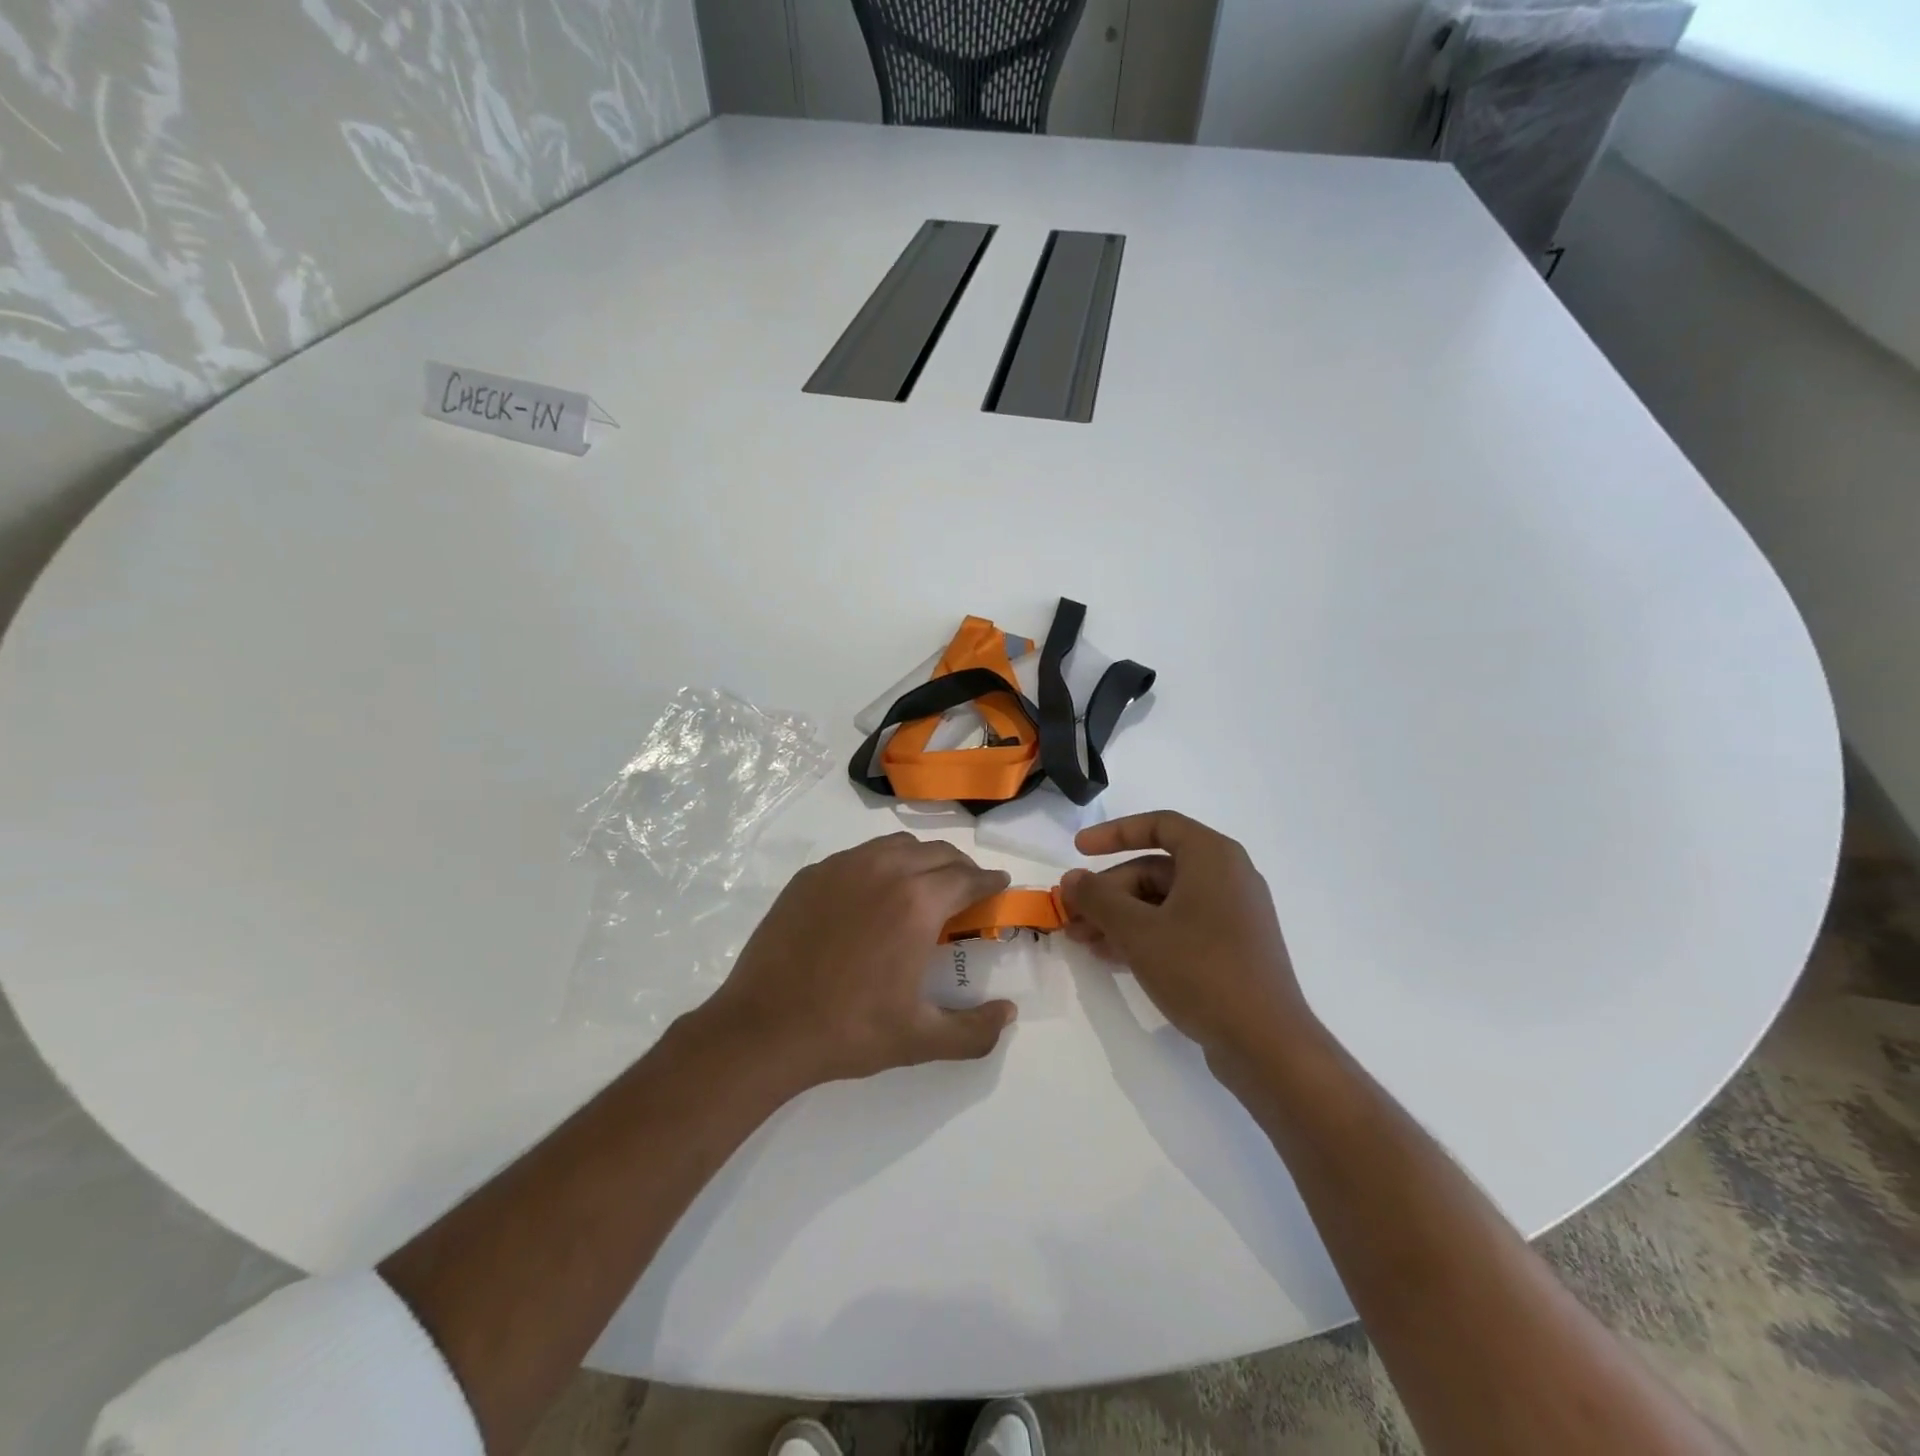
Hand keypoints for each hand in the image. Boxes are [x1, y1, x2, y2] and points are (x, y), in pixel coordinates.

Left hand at [690, 832, 1017, 1089]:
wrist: (764, 1027)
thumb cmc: (849, 1030)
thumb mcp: (920, 1040)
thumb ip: (975, 1031)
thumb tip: (1009, 1013)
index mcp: (918, 903)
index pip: (968, 877)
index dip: (989, 880)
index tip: (999, 884)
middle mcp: (885, 870)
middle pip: (937, 853)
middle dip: (961, 867)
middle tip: (967, 889)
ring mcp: (843, 867)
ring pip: (897, 845)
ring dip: (922, 858)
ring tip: (924, 884)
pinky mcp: (812, 875)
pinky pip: (859, 854)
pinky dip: (881, 863)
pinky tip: (873, 893)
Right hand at [1060, 812, 1314, 1064]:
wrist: (1266, 1043)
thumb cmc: (1201, 969)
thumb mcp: (1138, 931)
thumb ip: (1098, 899)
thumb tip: (1071, 879)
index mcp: (1213, 857)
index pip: (1159, 825)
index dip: (1114, 833)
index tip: (1078, 850)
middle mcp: (1226, 877)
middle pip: (1154, 869)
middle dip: (1109, 892)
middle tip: (1073, 916)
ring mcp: (1231, 916)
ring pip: (1163, 902)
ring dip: (1120, 918)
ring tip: (1083, 942)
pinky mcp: (1231, 949)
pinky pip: (1179, 927)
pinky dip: (1144, 935)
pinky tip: (1112, 958)